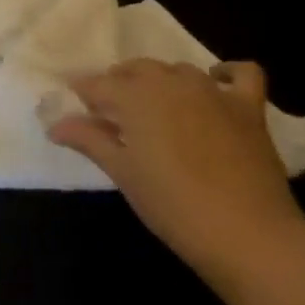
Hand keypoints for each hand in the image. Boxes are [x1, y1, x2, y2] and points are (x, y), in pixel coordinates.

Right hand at [47, 59, 304, 281]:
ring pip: (178, 70)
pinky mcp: (248, 107)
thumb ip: (89, 140)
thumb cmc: (173, 206)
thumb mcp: (123, 174)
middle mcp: (170, 82)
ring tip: (156, 107)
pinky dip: (227, 73)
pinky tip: (217, 84)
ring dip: (161, 81)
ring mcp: (212, 91)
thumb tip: (54, 124)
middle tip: (112, 110)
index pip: (98, 84)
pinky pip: (241, 74)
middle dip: (119, 83)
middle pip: (136, 69)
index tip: (73, 102)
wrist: (249, 235)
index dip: (83, 91)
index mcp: (134, 96)